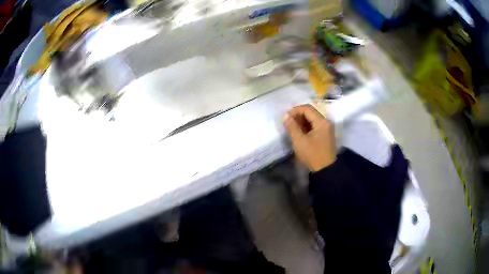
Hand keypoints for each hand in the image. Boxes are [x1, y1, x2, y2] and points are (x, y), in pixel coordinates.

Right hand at [283, 105, 334, 171]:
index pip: (307, 109)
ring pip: (312, 119)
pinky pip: (315, 125)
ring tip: (292, 127)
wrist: (325, 170)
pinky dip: (306, 126)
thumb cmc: (312, 155)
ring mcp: (327, 128)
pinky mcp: (325, 134)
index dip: (295, 110)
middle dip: (298, 115)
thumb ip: (292, 127)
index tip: (285, 117)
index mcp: (321, 122)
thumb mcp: (299, 141)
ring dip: (301, 121)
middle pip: (311, 112)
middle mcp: (326, 122)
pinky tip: (299, 132)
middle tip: (288, 122)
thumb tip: (285, 116)